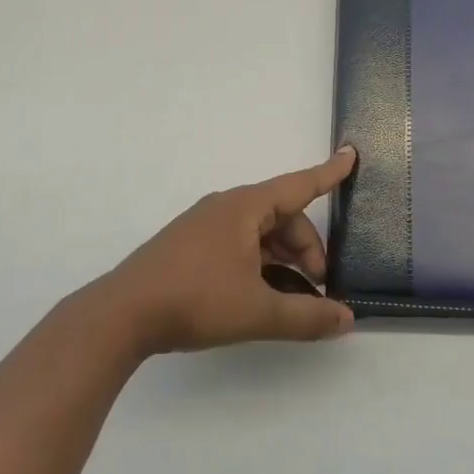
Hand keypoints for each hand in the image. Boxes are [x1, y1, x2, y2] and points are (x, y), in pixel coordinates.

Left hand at [94, 146, 358, 353]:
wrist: (122, 314)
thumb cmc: (196, 299)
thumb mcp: (258, 311)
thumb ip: (307, 316)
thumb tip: (346, 319)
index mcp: (245, 207)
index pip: (299, 185)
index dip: (329, 173)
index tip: (351, 154)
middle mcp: (226, 208)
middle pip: (282, 218)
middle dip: (308, 250)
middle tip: (320, 289)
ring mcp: (205, 226)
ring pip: (260, 235)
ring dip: (284, 261)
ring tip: (296, 301)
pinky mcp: (191, 247)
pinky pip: (239, 245)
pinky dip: (260, 265)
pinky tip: (264, 298)